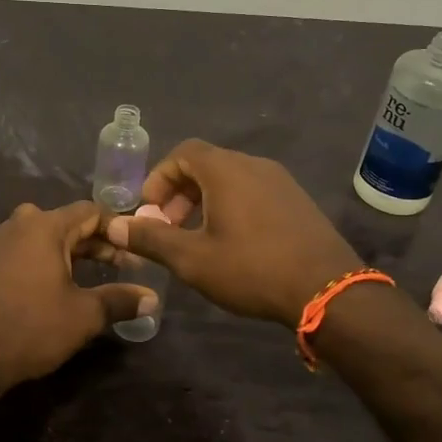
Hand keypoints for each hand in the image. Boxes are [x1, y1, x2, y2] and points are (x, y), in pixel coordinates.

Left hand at [0, 202, 155, 394]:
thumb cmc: (35, 327)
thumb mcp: (86, 314)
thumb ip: (121, 299)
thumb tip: (153, 298)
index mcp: (46, 226)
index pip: (90, 212)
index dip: (116, 229)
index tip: (134, 252)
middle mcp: (18, 223)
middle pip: (64, 222)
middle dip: (91, 242)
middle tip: (117, 267)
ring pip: (34, 233)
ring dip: (58, 248)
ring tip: (78, 270)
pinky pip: (5, 248)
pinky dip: (22, 256)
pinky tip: (27, 271)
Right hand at [101, 140, 360, 325]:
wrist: (328, 289)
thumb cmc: (252, 269)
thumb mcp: (192, 259)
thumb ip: (150, 239)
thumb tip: (114, 226)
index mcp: (226, 170)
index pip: (183, 153)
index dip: (159, 178)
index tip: (150, 211)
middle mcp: (254, 165)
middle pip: (206, 164)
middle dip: (179, 193)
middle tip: (169, 228)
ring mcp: (281, 181)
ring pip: (231, 178)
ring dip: (205, 201)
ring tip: (198, 238)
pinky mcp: (297, 200)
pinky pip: (254, 191)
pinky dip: (232, 206)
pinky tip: (233, 243)